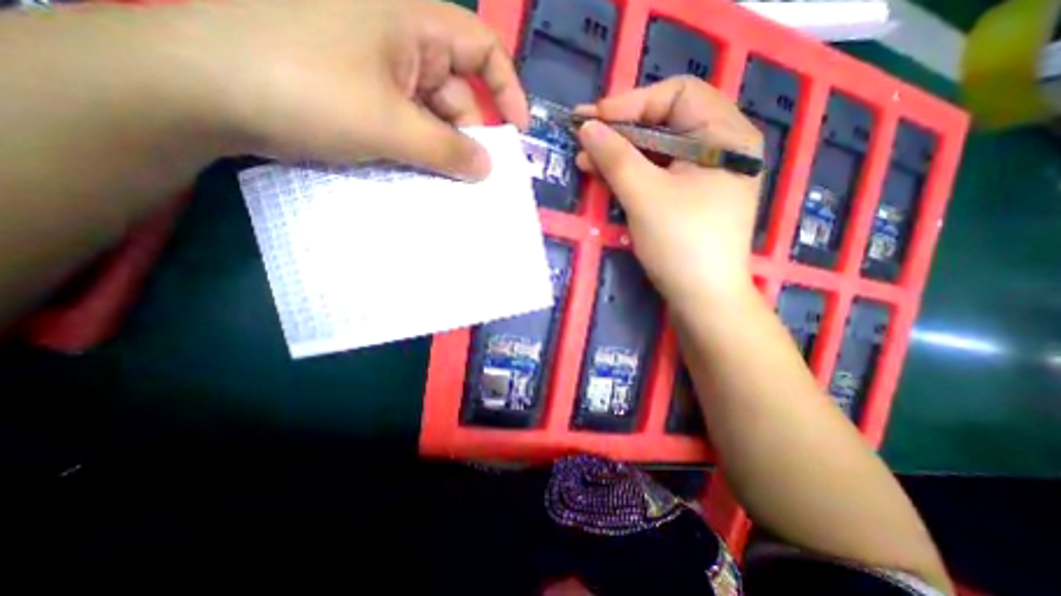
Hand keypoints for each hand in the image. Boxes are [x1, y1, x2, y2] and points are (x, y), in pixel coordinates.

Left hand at [157, 0, 528, 177]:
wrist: (201, 89)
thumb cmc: (307, 91)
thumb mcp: (390, 126)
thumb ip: (447, 151)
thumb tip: (486, 169)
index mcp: (411, 22)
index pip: (481, 48)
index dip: (506, 88)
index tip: (517, 131)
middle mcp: (400, 40)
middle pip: (456, 91)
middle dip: (468, 135)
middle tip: (474, 177)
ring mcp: (379, 69)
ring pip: (431, 113)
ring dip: (441, 149)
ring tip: (446, 183)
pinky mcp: (362, 93)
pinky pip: (406, 122)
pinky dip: (417, 149)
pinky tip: (419, 173)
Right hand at [578, 74, 767, 312]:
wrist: (702, 298)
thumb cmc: (681, 243)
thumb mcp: (645, 195)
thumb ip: (615, 156)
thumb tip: (587, 126)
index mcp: (725, 134)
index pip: (677, 94)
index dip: (632, 102)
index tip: (594, 119)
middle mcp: (719, 147)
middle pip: (665, 121)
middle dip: (621, 130)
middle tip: (583, 137)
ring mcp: (704, 174)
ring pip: (657, 149)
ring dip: (620, 152)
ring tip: (585, 159)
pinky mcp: (689, 196)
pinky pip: (657, 173)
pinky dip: (630, 172)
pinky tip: (604, 175)